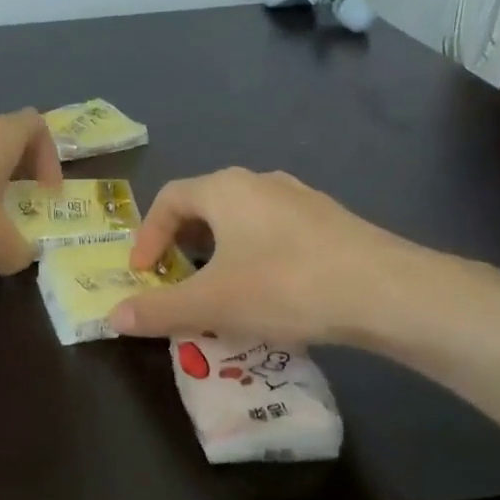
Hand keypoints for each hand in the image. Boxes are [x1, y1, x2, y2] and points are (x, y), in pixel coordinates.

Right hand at [107, 168, 450, 345]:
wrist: (387, 292)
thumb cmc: (285, 287)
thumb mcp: (211, 304)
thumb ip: (159, 310)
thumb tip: (112, 317)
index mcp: (225, 189)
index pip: (169, 199)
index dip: (147, 236)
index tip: (143, 275)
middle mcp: (261, 182)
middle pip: (205, 205)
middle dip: (181, 243)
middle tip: (175, 279)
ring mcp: (300, 198)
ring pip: (242, 219)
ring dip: (219, 251)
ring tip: (218, 289)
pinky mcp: (330, 221)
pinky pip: (275, 232)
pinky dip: (254, 256)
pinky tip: (268, 292)